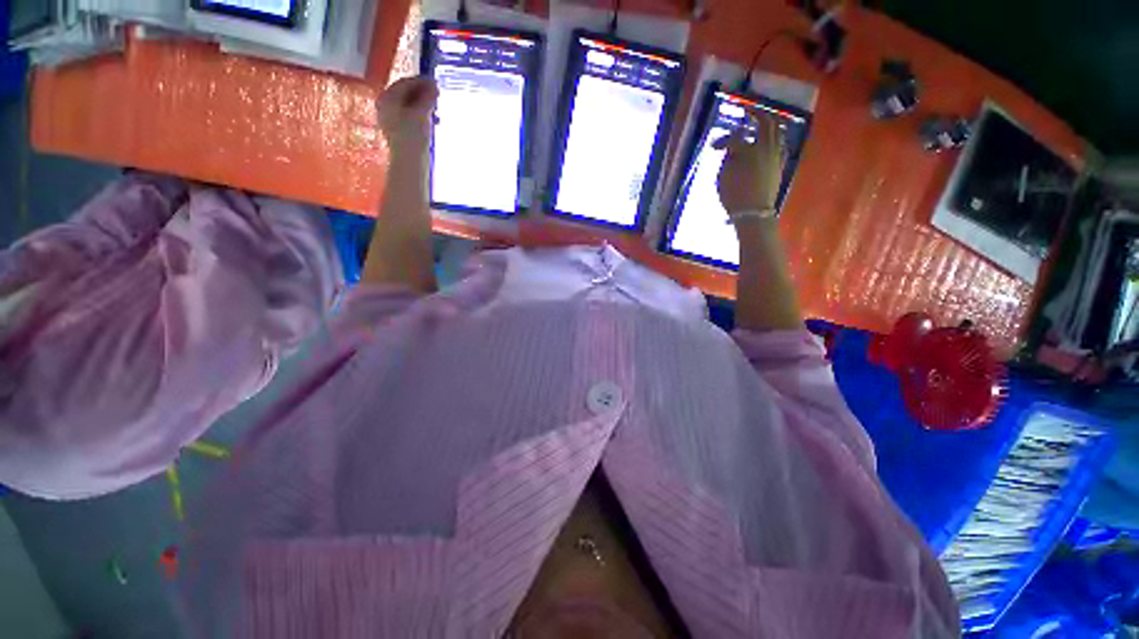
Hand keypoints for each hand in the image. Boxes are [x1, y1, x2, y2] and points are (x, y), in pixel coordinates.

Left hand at [377, 76, 438, 154]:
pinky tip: (432, 120)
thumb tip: (434, 84)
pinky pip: (410, 117)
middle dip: (422, 93)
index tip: (436, 82)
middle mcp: (386, 106)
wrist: (409, 163)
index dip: (421, 81)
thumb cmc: (413, 136)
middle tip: (438, 95)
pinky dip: (421, 115)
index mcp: (387, 98)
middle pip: (406, 94)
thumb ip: (427, 97)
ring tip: (437, 109)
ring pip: (409, 105)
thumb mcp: (422, 114)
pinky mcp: (399, 132)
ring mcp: (391, 120)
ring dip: (424, 105)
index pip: (405, 83)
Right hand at [715, 115, 784, 214]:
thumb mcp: (723, 178)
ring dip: (768, 124)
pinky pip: (781, 145)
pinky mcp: (780, 165)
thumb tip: (733, 150)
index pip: (734, 139)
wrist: (754, 213)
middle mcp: (766, 148)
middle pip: (766, 123)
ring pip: (777, 131)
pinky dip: (774, 138)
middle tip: (748, 112)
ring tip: (760, 124)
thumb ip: (728, 159)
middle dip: (757, 114)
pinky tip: (769, 141)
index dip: (722, 141)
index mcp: (749, 150)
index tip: (713, 147)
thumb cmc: (735, 196)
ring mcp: (776, 155)